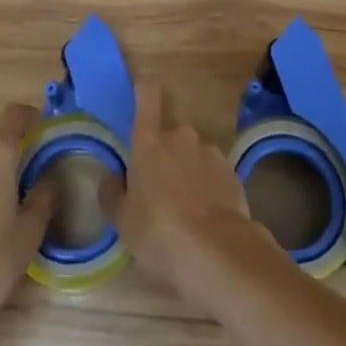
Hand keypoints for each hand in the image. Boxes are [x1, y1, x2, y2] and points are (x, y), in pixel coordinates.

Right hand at [100, 82, 280, 312]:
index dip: (144, 93)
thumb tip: (112, 178)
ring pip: (193, 155)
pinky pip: (213, 173)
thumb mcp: (122, 221)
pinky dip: (208, 187)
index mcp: (150, 140)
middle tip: (161, 191)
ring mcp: (210, 151)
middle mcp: (181, 135)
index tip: (141, 100)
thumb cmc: (159, 231)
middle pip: (170, 135)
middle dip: (166, 155)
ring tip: (187, 210)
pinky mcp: (232, 171)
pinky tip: (207, 217)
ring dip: (188, 171)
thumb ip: (112, 193)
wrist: (217, 252)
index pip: (147, 96)